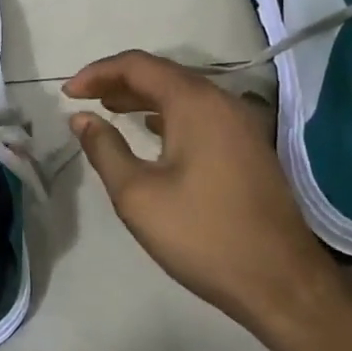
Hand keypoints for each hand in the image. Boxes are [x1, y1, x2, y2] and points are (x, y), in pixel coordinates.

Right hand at [62, 51, 340, 331]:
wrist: (283, 284)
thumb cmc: (203, 235)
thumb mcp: (137, 195)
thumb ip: (104, 148)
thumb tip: (81, 118)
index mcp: (194, 103)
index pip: (137, 65)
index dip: (97, 73)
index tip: (68, 94)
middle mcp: (222, 102)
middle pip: (162, 73)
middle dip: (118, 81)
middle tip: (84, 99)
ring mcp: (241, 124)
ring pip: (182, 93)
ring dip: (142, 97)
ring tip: (109, 111)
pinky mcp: (250, 146)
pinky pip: (200, 113)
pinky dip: (168, 113)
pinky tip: (151, 131)